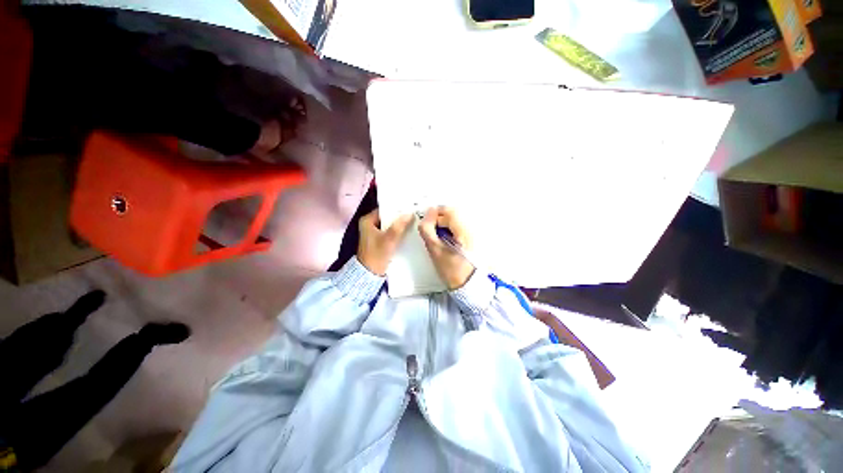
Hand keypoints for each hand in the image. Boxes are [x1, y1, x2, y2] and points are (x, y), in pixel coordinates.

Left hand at [357, 209, 413, 275]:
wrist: (370, 274)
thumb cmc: (377, 254)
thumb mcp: (389, 239)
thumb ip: (399, 225)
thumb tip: (410, 213)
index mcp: (367, 220)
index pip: (385, 209)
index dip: (397, 208)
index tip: (410, 206)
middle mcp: (370, 224)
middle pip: (388, 217)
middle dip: (400, 217)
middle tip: (414, 213)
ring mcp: (375, 233)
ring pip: (390, 225)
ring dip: (400, 225)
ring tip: (414, 221)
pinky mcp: (379, 241)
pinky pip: (390, 232)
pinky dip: (398, 232)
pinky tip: (408, 232)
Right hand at [418, 207, 474, 289]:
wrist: (467, 285)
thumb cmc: (451, 269)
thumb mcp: (435, 249)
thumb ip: (428, 229)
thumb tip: (428, 212)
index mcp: (463, 230)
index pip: (449, 210)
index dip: (435, 213)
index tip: (427, 223)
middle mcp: (471, 228)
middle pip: (452, 214)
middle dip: (439, 220)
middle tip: (431, 232)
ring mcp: (472, 233)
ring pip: (455, 220)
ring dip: (444, 225)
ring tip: (438, 238)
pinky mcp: (472, 239)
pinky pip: (458, 228)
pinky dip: (449, 230)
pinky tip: (446, 241)